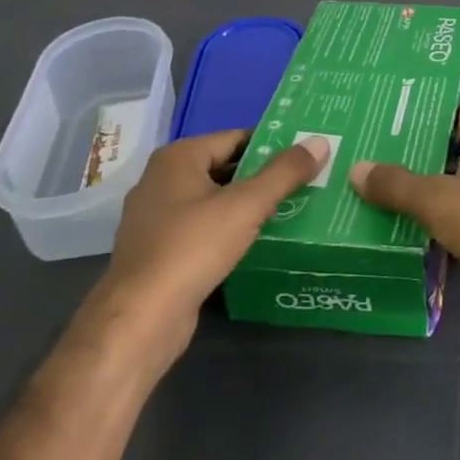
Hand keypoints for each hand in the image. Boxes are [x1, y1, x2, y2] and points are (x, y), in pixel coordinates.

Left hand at [97, 130, 327, 354]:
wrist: (140, 321)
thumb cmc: (192, 248)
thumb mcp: (246, 205)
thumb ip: (284, 172)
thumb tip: (320, 141)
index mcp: (177, 158)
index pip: (236, 138)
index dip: (273, 144)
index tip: (307, 154)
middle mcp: (162, 180)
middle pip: (225, 168)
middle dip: (263, 176)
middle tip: (307, 181)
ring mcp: (156, 218)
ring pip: (214, 201)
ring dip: (248, 205)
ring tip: (292, 209)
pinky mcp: (159, 252)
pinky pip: (203, 228)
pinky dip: (229, 230)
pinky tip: (257, 242)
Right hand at [350, 105, 459, 342]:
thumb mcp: (436, 200)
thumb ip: (397, 184)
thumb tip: (357, 168)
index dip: (431, 116)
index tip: (396, 123)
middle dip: (428, 156)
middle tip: (384, 161)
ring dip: (440, 192)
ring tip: (395, 197)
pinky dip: (455, 222)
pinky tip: (424, 233)